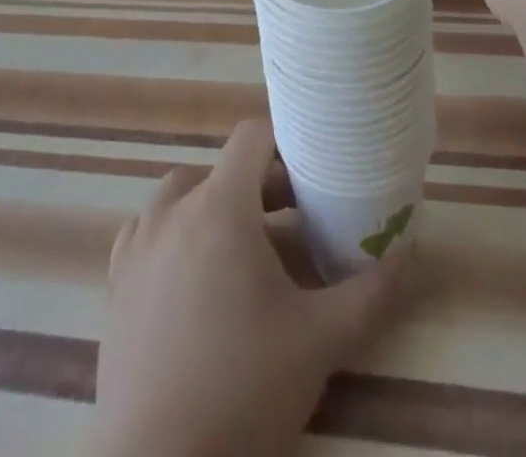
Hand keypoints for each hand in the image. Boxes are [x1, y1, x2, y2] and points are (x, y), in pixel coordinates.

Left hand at [90, 120, 408, 456]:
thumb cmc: (242, 389)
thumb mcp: (320, 342)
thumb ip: (370, 293)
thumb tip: (407, 252)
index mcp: (220, 206)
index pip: (251, 137)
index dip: (283, 142)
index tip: (310, 168)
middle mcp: (173, 209)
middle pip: (222, 170)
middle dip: (260, 185)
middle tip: (294, 220)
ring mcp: (139, 243)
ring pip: (183, 197)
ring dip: (216, 208)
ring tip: (247, 249)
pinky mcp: (117, 279)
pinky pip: (149, 231)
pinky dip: (176, 235)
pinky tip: (193, 276)